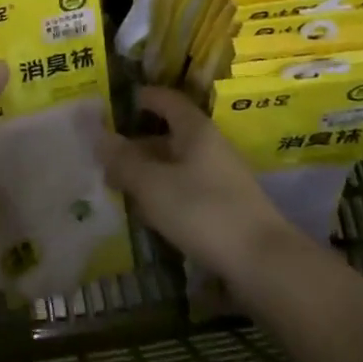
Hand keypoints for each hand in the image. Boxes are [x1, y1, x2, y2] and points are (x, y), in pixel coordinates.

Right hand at [101, 87, 295, 278]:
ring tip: (117, 184)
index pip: (166, 99)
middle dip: (137, 143)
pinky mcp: (224, 209)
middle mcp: (209, 148)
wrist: (264, 264)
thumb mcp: (152, 184)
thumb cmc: (203, 211)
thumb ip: (123, 160)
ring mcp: (220, 179)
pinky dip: (163, 195)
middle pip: (169, 134)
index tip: (117, 102)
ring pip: (176, 165)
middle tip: (105, 154)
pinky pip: (186, 191)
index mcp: (195, 130)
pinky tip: (146, 213)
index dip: (142, 97)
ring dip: (148, 172)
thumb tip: (98, 136)